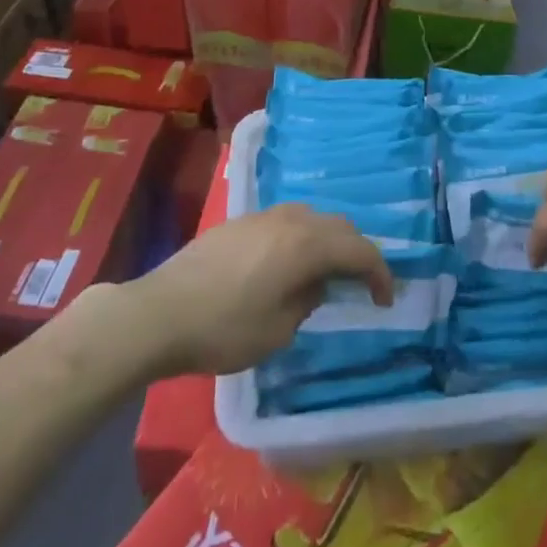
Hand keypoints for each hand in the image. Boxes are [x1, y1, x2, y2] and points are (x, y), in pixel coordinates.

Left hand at [130, 205, 392, 375]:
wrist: (161, 311)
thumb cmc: (224, 328)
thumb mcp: (278, 330)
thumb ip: (307, 300)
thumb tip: (314, 283)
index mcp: (306, 244)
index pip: (359, 250)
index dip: (379, 273)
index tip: (385, 299)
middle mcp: (291, 219)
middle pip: (339, 226)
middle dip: (357, 252)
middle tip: (363, 284)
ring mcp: (264, 216)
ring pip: (313, 218)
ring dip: (329, 241)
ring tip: (328, 272)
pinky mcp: (242, 221)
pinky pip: (288, 221)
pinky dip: (303, 238)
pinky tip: (289, 264)